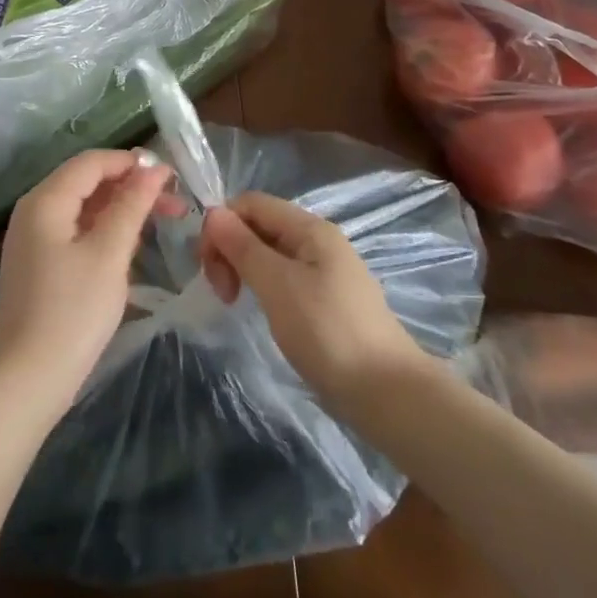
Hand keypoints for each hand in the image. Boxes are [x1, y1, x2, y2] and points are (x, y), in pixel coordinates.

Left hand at [0, 149, 178, 417]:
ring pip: (85, 208)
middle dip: (132, 187)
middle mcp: (35, 210)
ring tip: (164, 222)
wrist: (23, 382)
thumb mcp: (108, 254)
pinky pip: (78, 231)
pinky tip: (133, 246)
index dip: (132, 163)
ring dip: (123, 210)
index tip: (173, 176)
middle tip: (177, 205)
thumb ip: (131, 206)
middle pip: (88, 182)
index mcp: (46, 200)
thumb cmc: (70, 313)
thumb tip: (153, 167)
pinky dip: (106, 231)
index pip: (92, 162)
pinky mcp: (40, 265)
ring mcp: (34, 239)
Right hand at [200, 191, 426, 403]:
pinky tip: (261, 309)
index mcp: (310, 228)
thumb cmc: (328, 332)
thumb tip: (213, 212)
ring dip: (244, 269)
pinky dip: (263, 286)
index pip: (251, 203)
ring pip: (270, 253)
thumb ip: (243, 247)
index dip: (222, 225)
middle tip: (221, 292)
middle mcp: (318, 241)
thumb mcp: (278, 285)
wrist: (388, 394)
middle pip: (259, 225)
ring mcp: (325, 271)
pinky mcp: (326, 299)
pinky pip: (284, 277)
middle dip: (231, 249)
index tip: (208, 267)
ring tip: (235, 302)